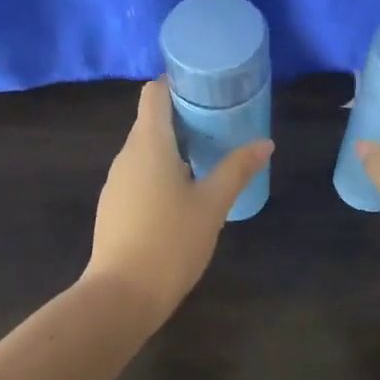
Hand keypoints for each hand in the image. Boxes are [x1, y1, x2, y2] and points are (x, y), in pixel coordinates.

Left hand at [86, 79, 272, 315]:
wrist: (121, 296)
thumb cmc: (170, 241)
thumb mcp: (213, 204)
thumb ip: (237, 169)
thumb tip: (265, 143)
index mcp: (149, 144)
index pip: (155, 93)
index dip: (178, 83)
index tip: (208, 90)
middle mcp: (126, 155)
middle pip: (151, 119)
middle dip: (184, 117)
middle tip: (221, 124)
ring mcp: (115, 181)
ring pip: (145, 149)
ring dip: (173, 146)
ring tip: (208, 157)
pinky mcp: (113, 205)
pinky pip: (138, 173)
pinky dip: (160, 170)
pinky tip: (183, 194)